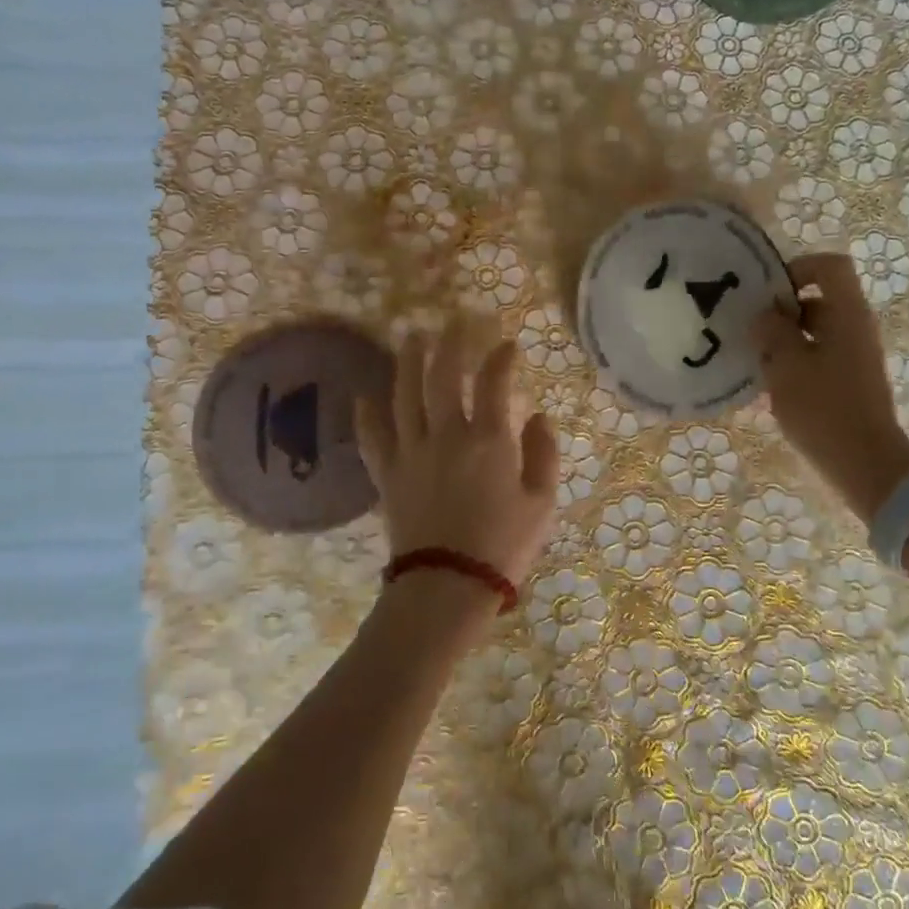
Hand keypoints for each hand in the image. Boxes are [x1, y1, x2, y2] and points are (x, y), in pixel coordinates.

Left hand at [356, 318, 560, 608]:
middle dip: (450, 343)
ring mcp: (411, 452)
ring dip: (409, 362)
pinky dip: (367, 414)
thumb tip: (540, 417)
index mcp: (489, 440)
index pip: (494, 382)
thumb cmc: (503, 546)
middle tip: (453, 321)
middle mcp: (447, 434)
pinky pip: (372, 437)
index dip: (501, 357)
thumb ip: (543, 454)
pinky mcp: (388, 475)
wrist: (447, 586)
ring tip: (412, 338)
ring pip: (404, 395)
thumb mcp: (542, 503)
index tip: (507, 344)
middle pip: (443, 376)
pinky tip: (365, 395)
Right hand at [751, 253, 908, 524]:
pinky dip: (794, 363)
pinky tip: (771, 386)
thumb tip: (765, 315)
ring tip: (756, 363)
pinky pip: (818, 357)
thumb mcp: (787, 366)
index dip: (797, 268)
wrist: (864, 464)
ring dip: (784, 341)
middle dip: (781, 313)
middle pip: (818, 300)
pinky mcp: (850, 381)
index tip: (767, 294)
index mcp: (846, 314)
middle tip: (750, 333)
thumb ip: (772, 332)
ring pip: (814, 332)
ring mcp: (855, 356)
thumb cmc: (823, 409)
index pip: (829, 266)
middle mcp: (855, 327)